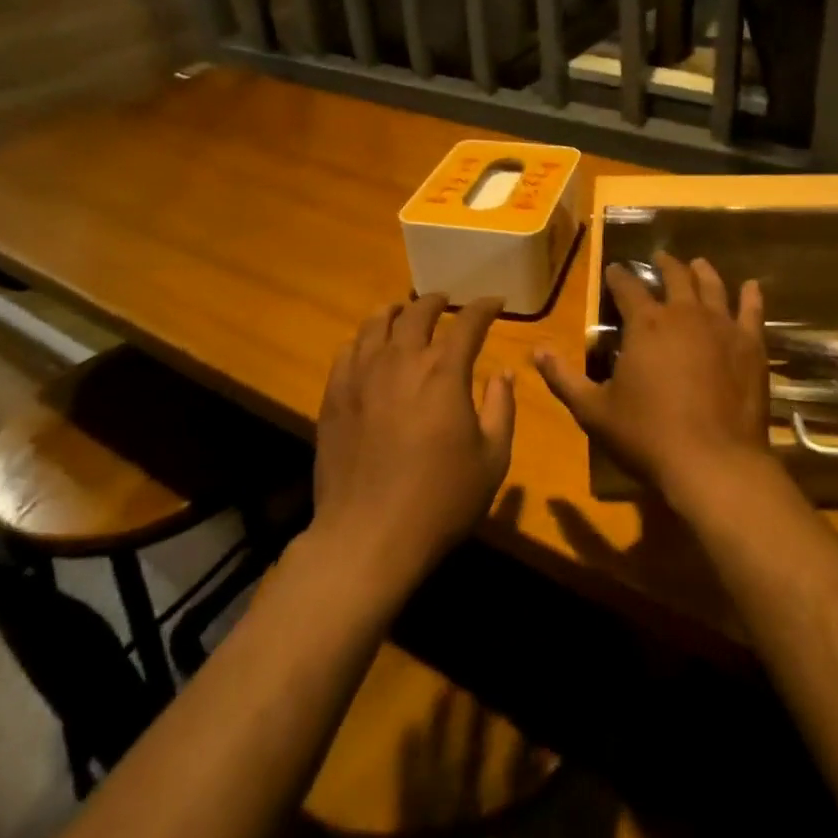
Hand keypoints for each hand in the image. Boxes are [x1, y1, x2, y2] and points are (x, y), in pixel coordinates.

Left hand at [310, 294, 515, 592]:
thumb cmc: (441, 500)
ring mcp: (362, 375)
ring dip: (398, 311)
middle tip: (448, 302)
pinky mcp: (334, 395)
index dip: (484, 307)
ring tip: (405, 312)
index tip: (495, 302)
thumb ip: (502, 408)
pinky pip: (348, 350)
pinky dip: (365, 338)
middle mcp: (402, 360)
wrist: (368, 536)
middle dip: (438, 301)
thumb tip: (503, 374)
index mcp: (445, 371)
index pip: (468, 322)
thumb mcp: (492, 459)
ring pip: (377, 323)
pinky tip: (370, 347)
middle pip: (418, 312)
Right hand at [534, 253, 769, 508]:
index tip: (614, 270)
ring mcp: (722, 326)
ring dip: (702, 272)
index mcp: (645, 324)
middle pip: (674, 276)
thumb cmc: (647, 435)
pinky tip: (752, 287)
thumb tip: (536, 351)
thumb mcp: (594, 411)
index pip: (627, 287)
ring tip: (697, 263)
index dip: (619, 276)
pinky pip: (752, 311)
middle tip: (660, 258)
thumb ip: (564, 379)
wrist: (713, 462)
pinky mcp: (750, 345)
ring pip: (712, 286)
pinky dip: (751, 296)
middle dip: (664, 265)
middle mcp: (684, 313)